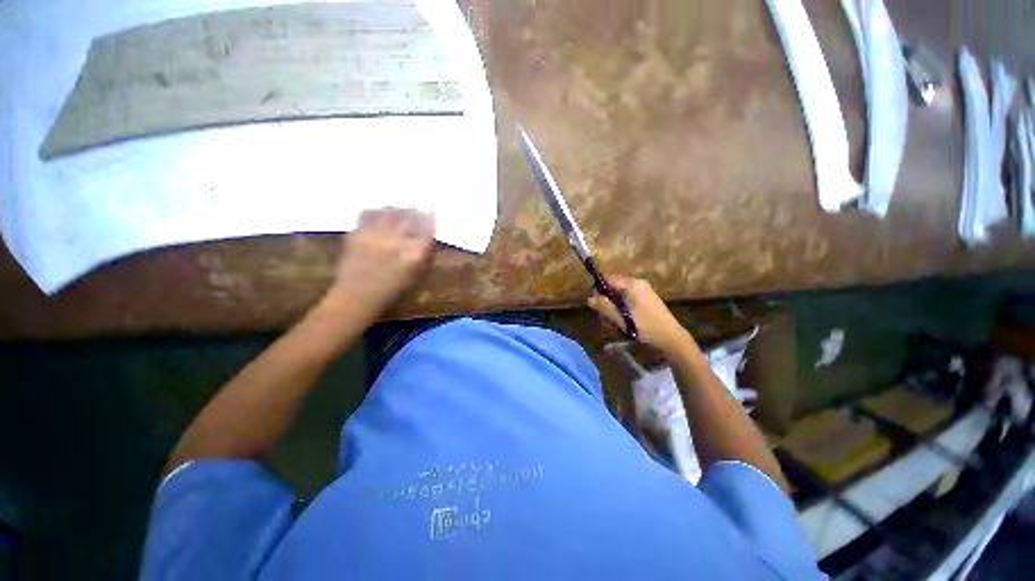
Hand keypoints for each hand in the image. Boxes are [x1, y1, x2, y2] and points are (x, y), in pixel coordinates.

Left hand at [329, 208, 435, 313]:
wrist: (358, 295)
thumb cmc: (394, 290)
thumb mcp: (418, 276)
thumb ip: (426, 255)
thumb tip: (429, 239)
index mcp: (415, 252)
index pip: (427, 228)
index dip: (429, 220)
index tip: (430, 218)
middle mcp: (396, 240)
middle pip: (409, 215)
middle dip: (414, 212)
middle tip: (416, 211)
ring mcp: (375, 235)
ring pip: (389, 211)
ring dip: (397, 210)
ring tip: (398, 212)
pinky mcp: (357, 233)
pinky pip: (368, 214)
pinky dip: (377, 213)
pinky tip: (379, 216)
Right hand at [587, 275, 694, 354]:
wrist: (671, 339)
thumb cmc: (645, 327)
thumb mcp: (621, 319)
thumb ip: (604, 307)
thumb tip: (589, 298)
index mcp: (631, 284)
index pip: (607, 278)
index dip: (598, 290)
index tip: (596, 305)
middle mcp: (637, 284)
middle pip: (611, 287)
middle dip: (605, 303)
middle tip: (606, 320)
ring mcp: (642, 291)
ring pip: (618, 296)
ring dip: (612, 309)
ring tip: (615, 325)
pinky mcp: (645, 300)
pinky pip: (626, 300)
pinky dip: (621, 310)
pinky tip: (623, 324)